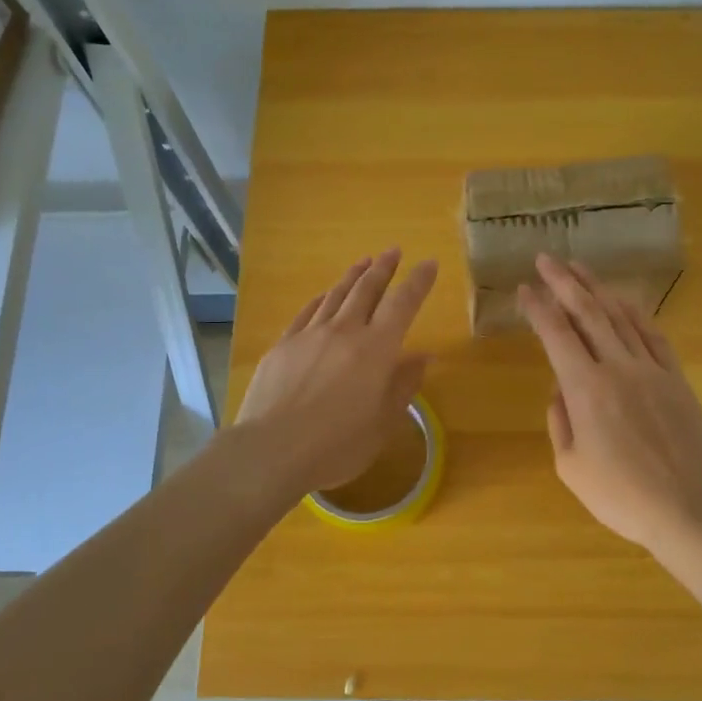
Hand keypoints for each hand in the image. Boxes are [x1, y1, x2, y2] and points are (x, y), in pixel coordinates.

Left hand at [237, 250, 436, 494]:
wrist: (272, 449)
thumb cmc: (337, 444)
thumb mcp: (383, 422)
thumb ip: (403, 385)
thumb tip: (423, 356)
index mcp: (376, 349)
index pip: (403, 304)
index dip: (418, 282)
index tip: (429, 263)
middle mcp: (344, 331)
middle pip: (367, 289)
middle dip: (384, 267)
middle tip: (393, 250)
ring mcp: (310, 335)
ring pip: (336, 295)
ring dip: (353, 275)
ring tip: (364, 261)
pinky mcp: (283, 345)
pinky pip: (307, 312)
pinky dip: (321, 299)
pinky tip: (324, 295)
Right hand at [517, 254, 701, 549]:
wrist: (687, 508)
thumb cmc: (620, 495)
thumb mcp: (570, 466)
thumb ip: (560, 420)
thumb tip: (559, 390)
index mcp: (585, 389)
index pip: (556, 335)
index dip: (538, 308)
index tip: (525, 288)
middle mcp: (617, 368)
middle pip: (588, 313)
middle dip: (564, 283)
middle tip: (547, 259)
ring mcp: (651, 370)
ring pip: (620, 317)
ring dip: (598, 289)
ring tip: (579, 268)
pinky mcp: (676, 379)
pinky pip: (654, 336)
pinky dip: (636, 313)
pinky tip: (623, 300)